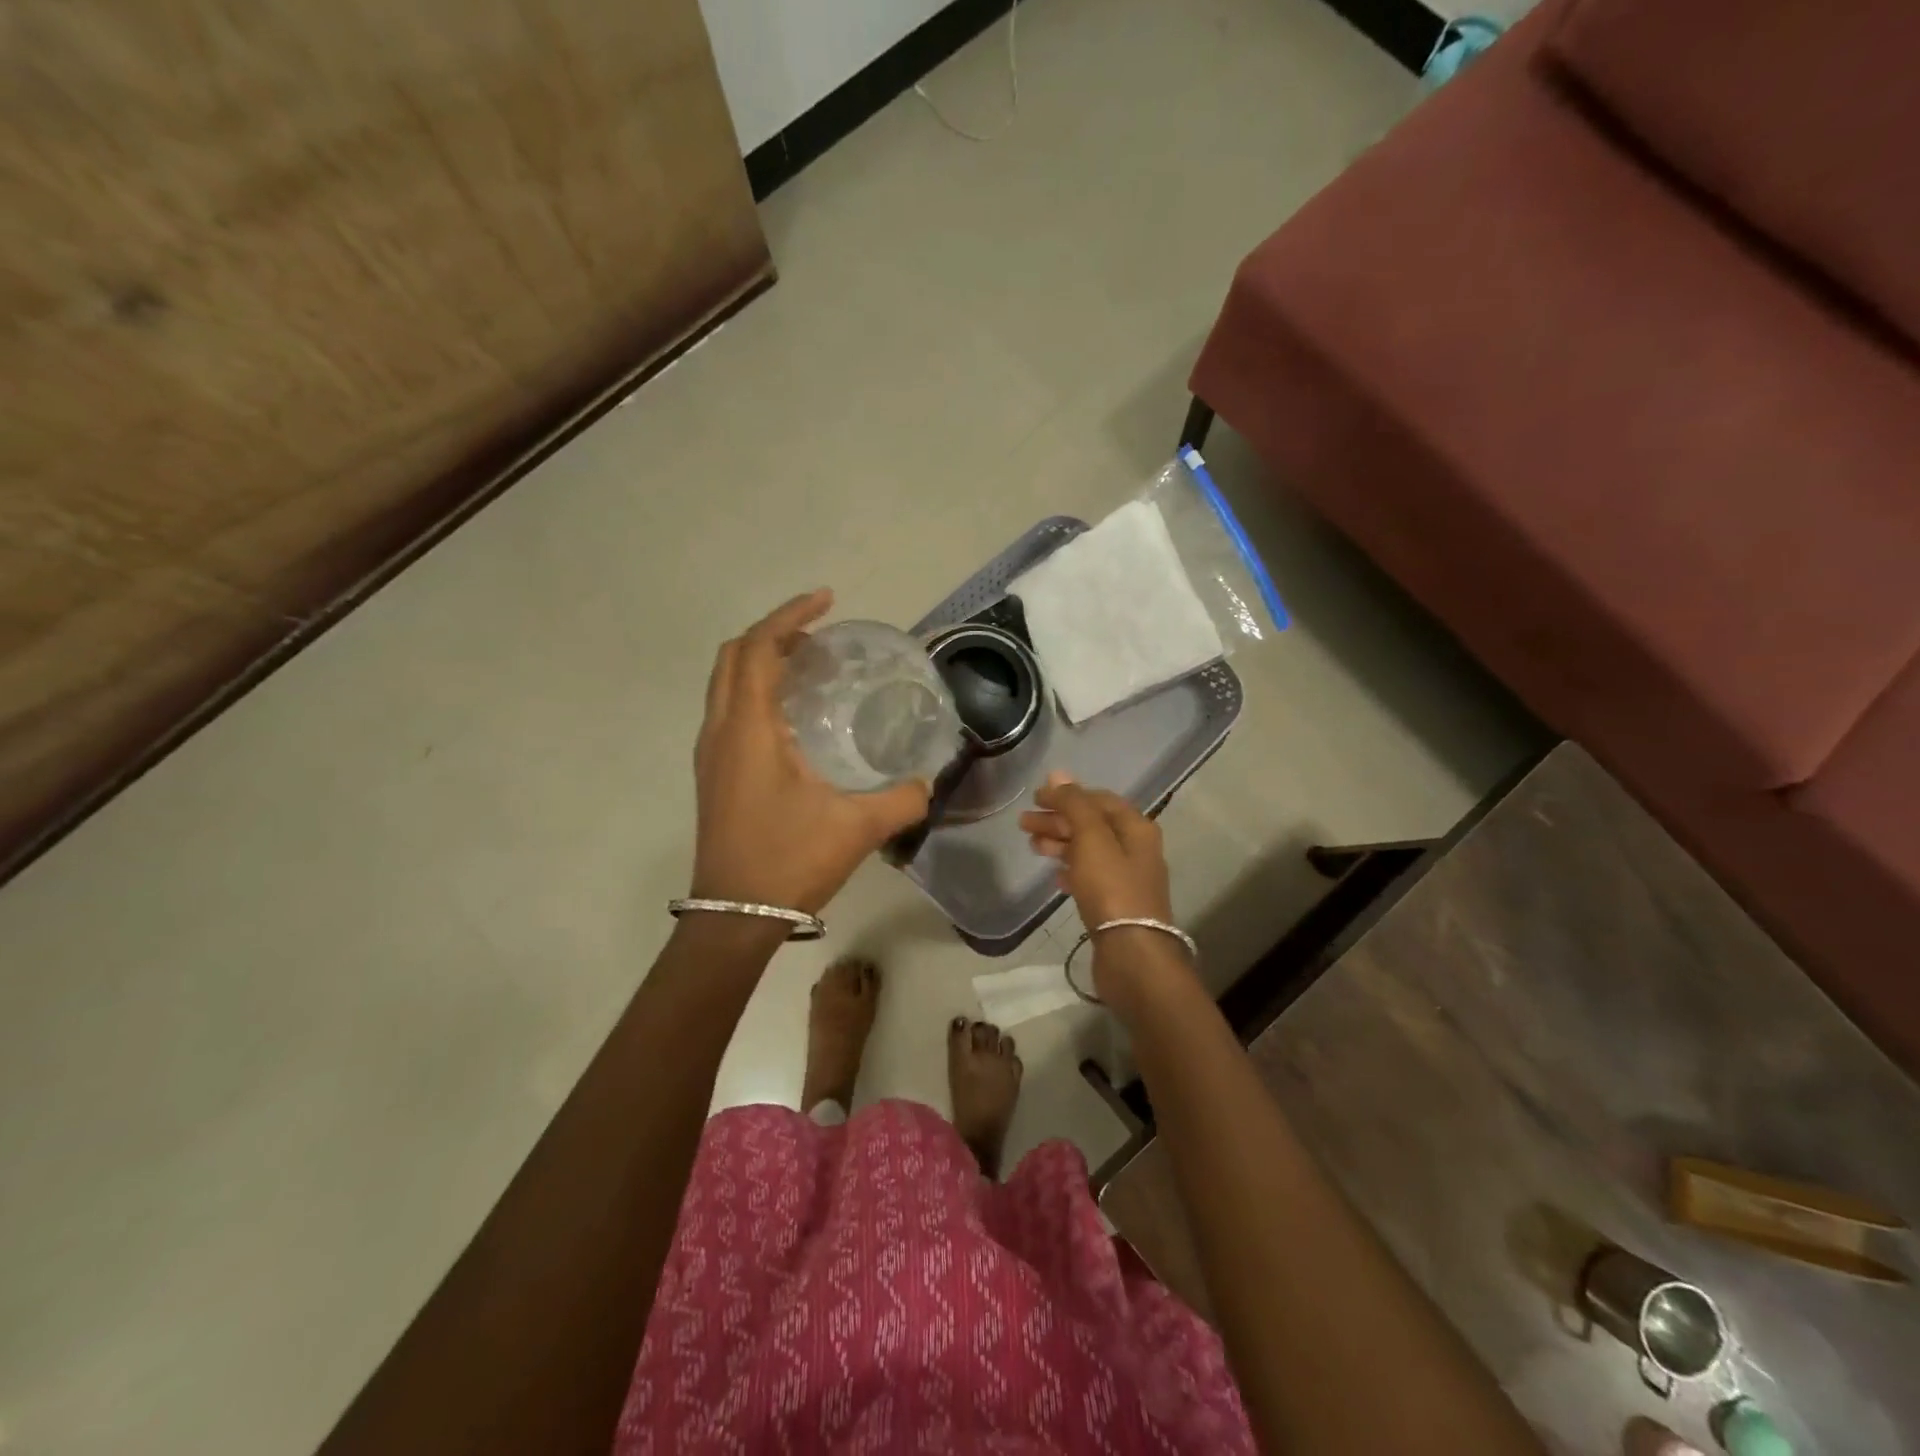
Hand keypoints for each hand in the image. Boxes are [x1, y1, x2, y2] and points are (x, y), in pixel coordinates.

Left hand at [692, 589, 930, 913]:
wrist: (733, 916)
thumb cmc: (789, 862)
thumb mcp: (857, 828)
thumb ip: (903, 800)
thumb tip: (930, 783)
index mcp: (749, 730)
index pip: (757, 649)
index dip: (790, 616)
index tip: (827, 601)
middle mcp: (721, 731)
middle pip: (733, 656)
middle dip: (773, 633)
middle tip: (819, 634)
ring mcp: (710, 754)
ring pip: (726, 683)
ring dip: (760, 661)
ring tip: (807, 665)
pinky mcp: (712, 775)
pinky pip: (728, 710)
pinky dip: (754, 690)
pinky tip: (791, 715)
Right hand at [1019, 772, 1174, 924]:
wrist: (1132, 953)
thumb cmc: (1111, 888)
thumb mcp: (1091, 838)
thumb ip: (1074, 804)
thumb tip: (1058, 774)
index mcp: (1136, 827)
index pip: (1098, 799)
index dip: (1067, 795)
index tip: (1036, 798)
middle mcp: (1136, 848)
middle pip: (1092, 824)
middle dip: (1058, 820)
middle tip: (1023, 823)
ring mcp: (1127, 878)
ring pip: (1089, 850)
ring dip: (1060, 843)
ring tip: (1032, 846)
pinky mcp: (1116, 904)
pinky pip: (1090, 877)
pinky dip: (1071, 869)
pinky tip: (1054, 876)